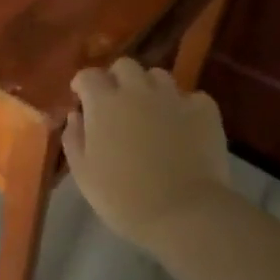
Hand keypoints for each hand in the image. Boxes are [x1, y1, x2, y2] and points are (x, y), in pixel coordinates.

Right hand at [63, 58, 232, 250]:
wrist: (184, 213)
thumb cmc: (123, 197)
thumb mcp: (83, 173)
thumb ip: (74, 138)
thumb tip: (76, 115)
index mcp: (104, 103)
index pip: (88, 75)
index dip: (83, 84)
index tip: (82, 99)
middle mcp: (137, 90)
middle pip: (125, 65)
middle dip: (117, 78)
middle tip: (116, 102)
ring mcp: (174, 98)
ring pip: (158, 75)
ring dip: (150, 88)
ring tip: (151, 111)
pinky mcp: (205, 111)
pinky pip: (192, 97)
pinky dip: (184, 106)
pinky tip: (183, 125)